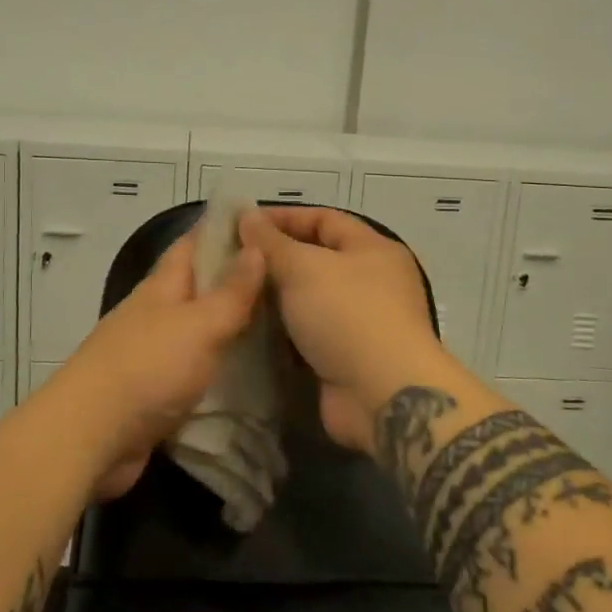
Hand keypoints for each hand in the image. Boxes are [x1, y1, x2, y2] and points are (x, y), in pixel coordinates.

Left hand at [49, 227, 265, 499]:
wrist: (91, 437)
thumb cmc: (148, 368)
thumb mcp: (199, 324)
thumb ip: (231, 291)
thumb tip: (256, 247)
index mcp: (162, 288)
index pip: (192, 244)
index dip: (223, 230)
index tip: (263, 224)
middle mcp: (154, 314)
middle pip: (197, 287)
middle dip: (234, 280)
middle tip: (285, 280)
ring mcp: (151, 353)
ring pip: (198, 329)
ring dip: (229, 325)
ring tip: (279, 324)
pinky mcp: (153, 391)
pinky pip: (194, 368)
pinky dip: (219, 365)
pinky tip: (249, 372)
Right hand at [238, 207, 444, 452]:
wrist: (381, 395)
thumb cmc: (347, 315)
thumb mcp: (304, 267)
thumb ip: (271, 243)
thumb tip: (246, 216)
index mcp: (372, 249)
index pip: (323, 219)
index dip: (283, 218)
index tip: (240, 224)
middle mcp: (371, 281)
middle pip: (316, 259)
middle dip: (273, 259)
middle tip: (229, 262)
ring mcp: (360, 322)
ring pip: (308, 300)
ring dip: (274, 298)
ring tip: (231, 294)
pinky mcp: (345, 358)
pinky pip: (307, 335)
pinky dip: (281, 332)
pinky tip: (248, 329)